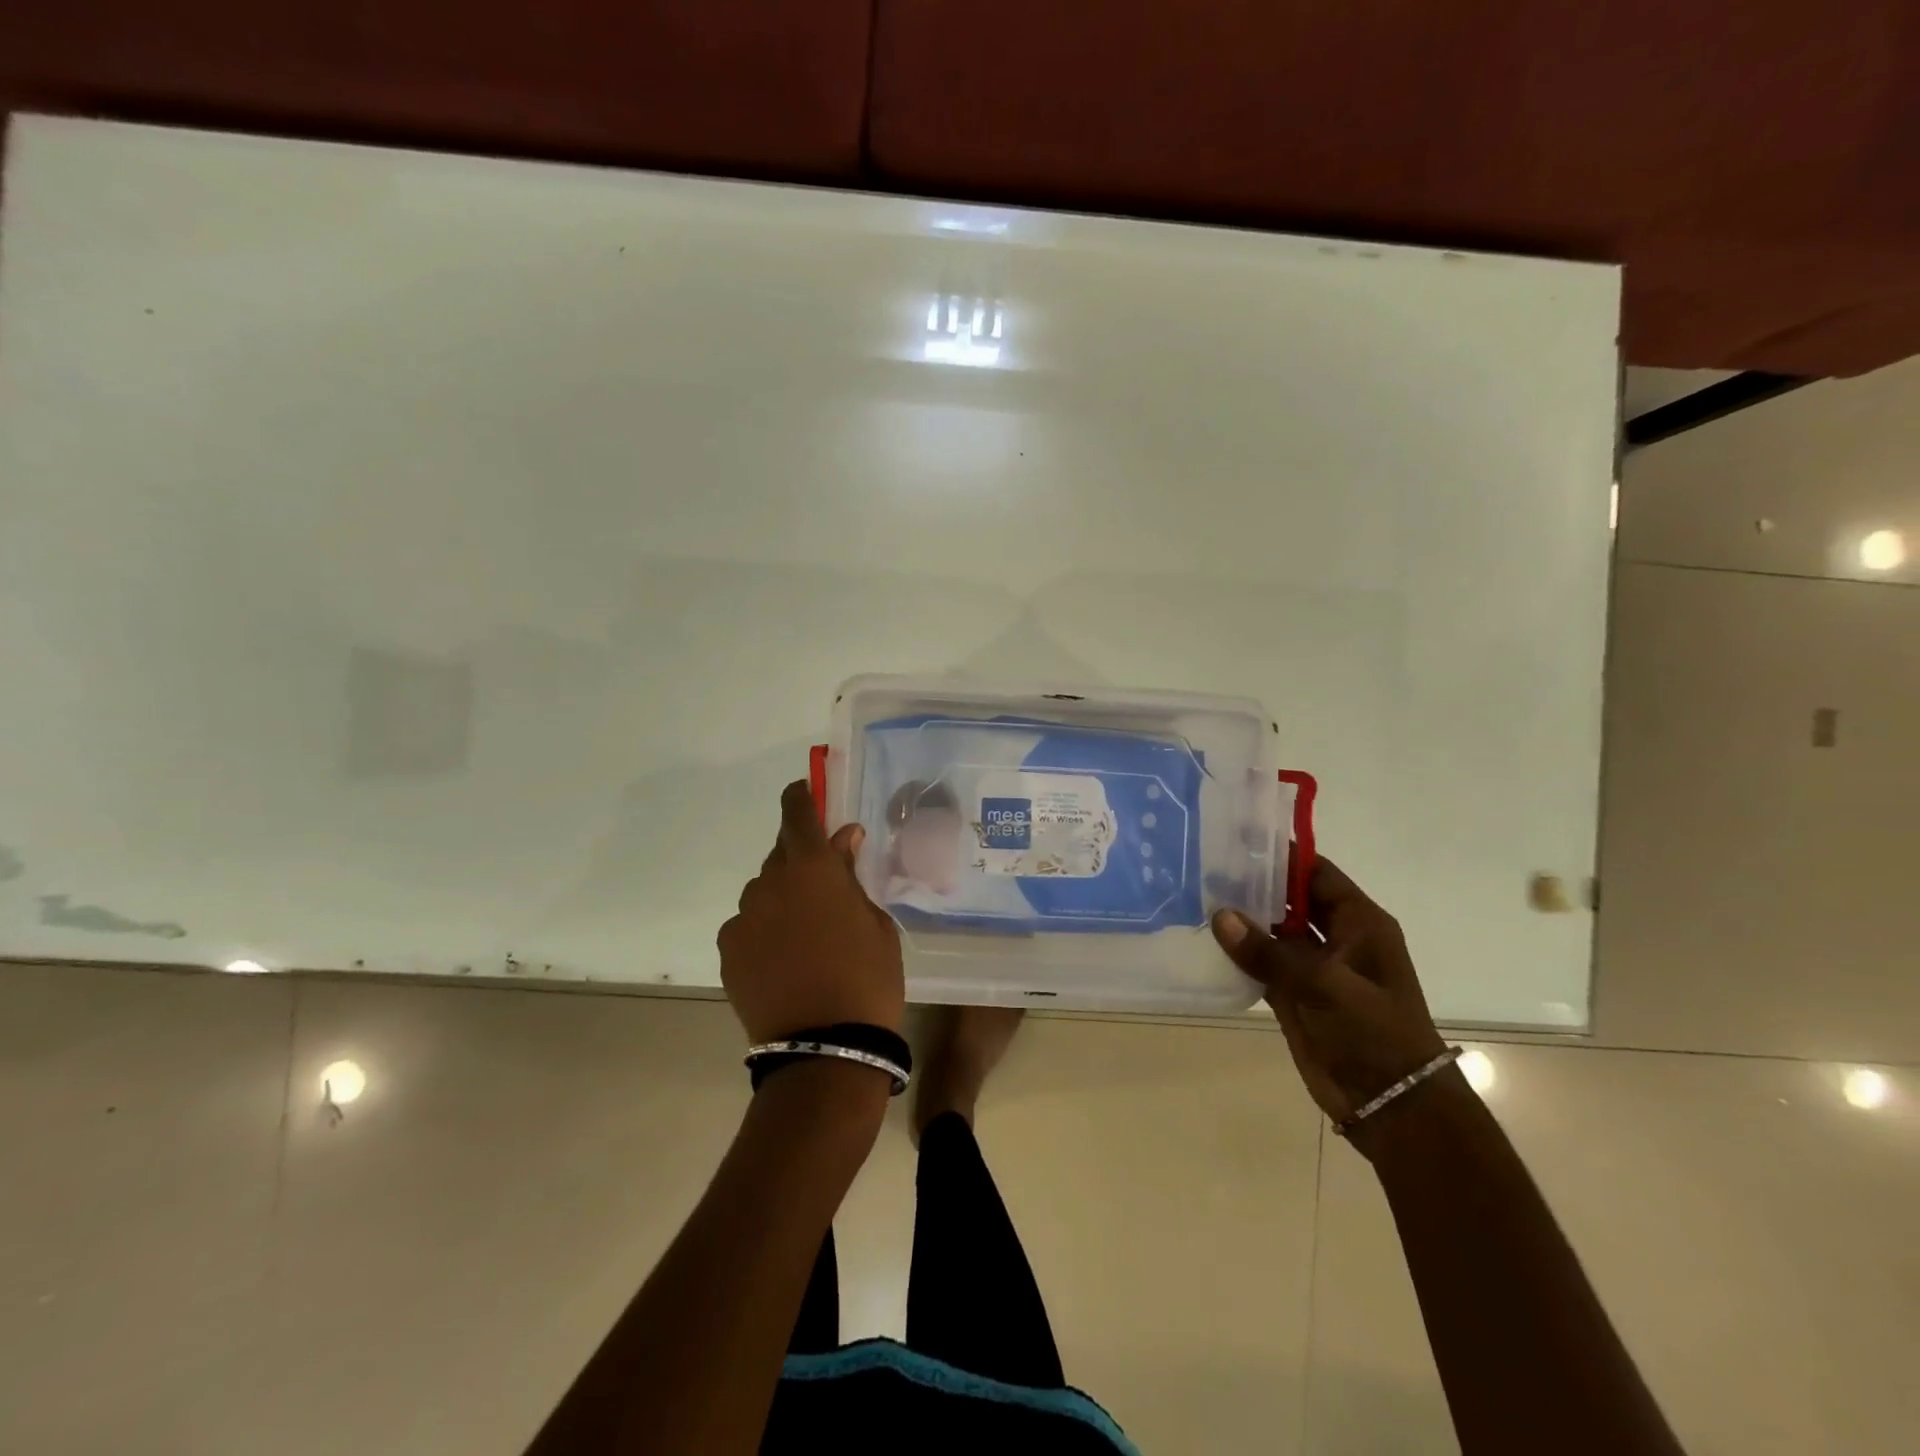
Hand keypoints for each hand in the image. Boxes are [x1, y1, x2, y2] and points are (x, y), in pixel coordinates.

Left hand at [718, 781, 905, 1043]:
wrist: (826, 1047)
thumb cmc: (867, 978)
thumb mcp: (875, 922)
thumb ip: (851, 875)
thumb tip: (843, 839)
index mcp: (813, 868)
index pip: (797, 814)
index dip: (799, 797)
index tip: (802, 791)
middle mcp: (770, 883)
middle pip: (780, 855)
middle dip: (800, 862)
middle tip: (823, 889)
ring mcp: (743, 917)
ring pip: (763, 893)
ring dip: (782, 900)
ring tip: (804, 937)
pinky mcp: (728, 951)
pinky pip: (747, 926)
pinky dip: (763, 931)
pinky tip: (783, 960)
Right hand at [1212, 856, 1447, 1135]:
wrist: (1390, 1104)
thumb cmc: (1373, 1034)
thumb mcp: (1325, 986)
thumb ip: (1269, 951)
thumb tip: (1220, 916)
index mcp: (1359, 924)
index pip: (1316, 873)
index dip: (1281, 855)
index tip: (1237, 837)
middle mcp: (1336, 938)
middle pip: (1290, 899)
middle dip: (1254, 883)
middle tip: (1205, 864)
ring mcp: (1313, 967)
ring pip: (1272, 930)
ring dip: (1242, 918)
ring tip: (1196, 894)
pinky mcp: (1293, 993)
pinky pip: (1260, 962)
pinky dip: (1238, 952)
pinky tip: (1205, 939)